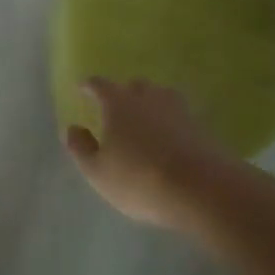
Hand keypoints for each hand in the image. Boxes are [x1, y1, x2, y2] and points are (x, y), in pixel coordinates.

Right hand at [64, 78, 236, 228]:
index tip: (82, 88)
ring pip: (161, 97)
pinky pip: (180, 116)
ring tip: (145, 119)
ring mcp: (179, 110)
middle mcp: (149, 98)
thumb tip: (72, 128)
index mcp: (119, 103)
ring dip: (150, 103)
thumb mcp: (98, 171)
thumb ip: (81, 148)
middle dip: (123, 93)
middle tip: (116, 107)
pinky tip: (169, 136)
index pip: (100, 85)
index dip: (89, 86)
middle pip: (134, 86)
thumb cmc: (139, 179)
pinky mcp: (201, 127)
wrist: (202, 189)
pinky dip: (171, 122)